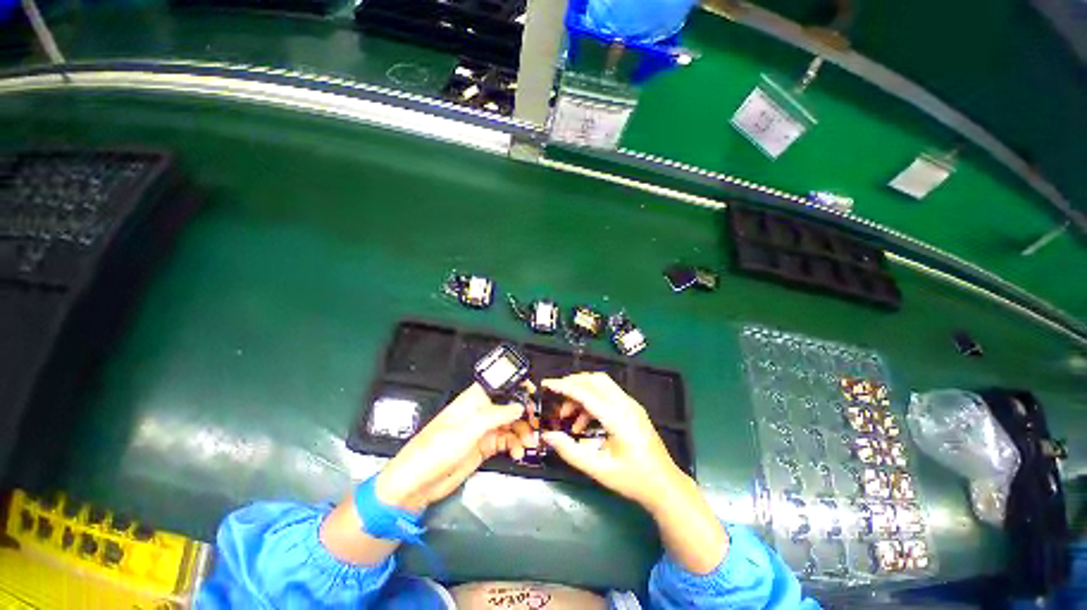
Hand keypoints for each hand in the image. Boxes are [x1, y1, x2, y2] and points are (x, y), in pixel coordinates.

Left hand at [374, 383, 537, 512]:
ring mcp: (484, 430)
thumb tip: (520, 406)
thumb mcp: (467, 430)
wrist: (417, 485)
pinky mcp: (485, 447)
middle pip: (509, 406)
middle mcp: (481, 412)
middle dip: (524, 413)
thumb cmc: (436, 450)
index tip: (534, 393)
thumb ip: (496, 416)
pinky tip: (518, 453)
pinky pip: (506, 441)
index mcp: (473, 400)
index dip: (517, 386)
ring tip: (529, 442)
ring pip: (511, 424)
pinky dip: (515, 445)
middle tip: (537, 423)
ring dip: (522, 432)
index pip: (499, 385)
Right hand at [542, 372, 727, 573]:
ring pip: (602, 384)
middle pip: (595, 380)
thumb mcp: (598, 469)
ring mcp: (631, 405)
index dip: (564, 386)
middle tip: (555, 396)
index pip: (586, 393)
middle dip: (573, 383)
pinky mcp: (633, 409)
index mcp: (617, 418)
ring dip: (582, 392)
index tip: (546, 384)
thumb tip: (548, 436)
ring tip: (567, 416)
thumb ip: (570, 452)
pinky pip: (608, 394)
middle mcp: (625, 405)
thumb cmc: (632, 480)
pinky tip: (583, 423)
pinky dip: (592, 400)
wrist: (665, 485)